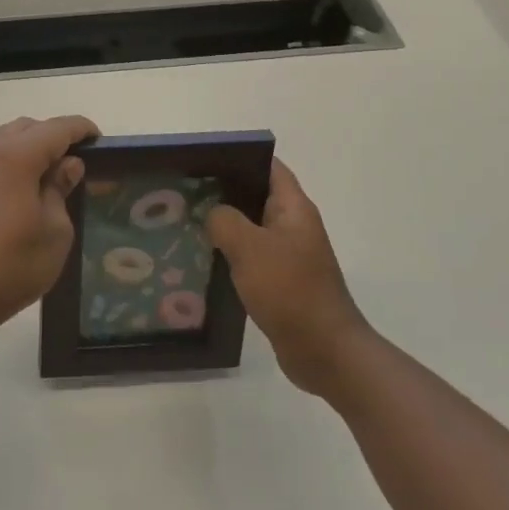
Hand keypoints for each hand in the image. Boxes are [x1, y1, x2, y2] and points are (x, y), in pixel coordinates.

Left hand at [0, 116, 99, 335]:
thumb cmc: (12, 265)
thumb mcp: (54, 232)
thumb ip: (60, 190)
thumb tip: (66, 165)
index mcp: (14, 156)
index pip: (55, 128)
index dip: (80, 129)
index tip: (97, 139)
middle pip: (24, 129)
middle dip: (50, 136)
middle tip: (70, 162)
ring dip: (23, 151)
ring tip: (42, 179)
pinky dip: (2, 169)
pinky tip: (10, 198)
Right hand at [206, 158, 370, 394]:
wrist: (324, 350)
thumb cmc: (290, 290)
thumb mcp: (249, 247)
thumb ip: (224, 220)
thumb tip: (213, 214)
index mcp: (294, 209)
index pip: (269, 168)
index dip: (239, 158)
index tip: (203, 159)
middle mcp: (294, 227)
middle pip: (256, 196)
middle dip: (223, 192)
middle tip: (184, 191)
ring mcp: (289, 256)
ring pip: (250, 229)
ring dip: (224, 226)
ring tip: (186, 222)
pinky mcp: (281, 282)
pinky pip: (251, 258)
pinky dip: (230, 255)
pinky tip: (203, 259)